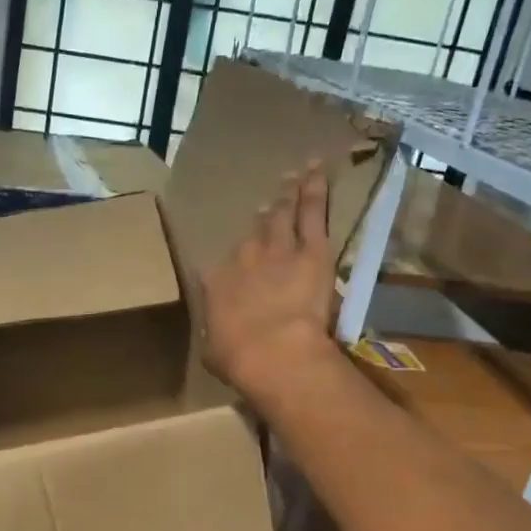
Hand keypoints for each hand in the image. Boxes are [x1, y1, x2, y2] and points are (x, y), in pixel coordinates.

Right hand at [199, 163, 338, 400]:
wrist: (272, 351)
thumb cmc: (238, 358)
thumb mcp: (213, 350)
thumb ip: (215, 337)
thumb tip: (216, 339)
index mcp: (215, 283)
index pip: (218, 268)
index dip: (229, 264)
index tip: (234, 262)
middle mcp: (243, 258)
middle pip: (253, 234)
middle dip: (262, 219)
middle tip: (268, 206)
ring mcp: (277, 250)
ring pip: (282, 214)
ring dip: (288, 194)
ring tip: (294, 176)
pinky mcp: (311, 250)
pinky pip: (312, 213)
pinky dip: (314, 191)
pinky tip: (317, 172)